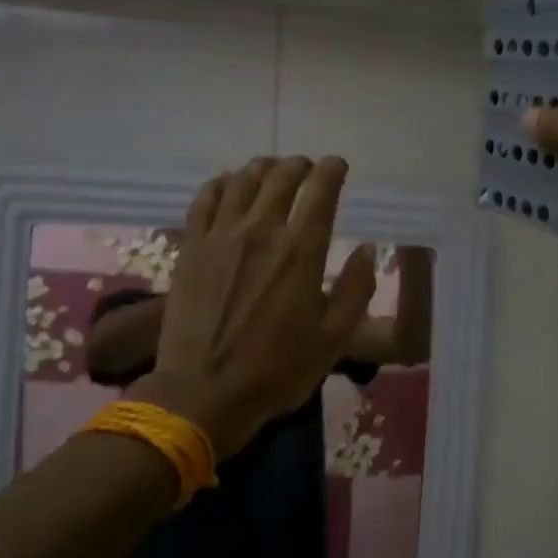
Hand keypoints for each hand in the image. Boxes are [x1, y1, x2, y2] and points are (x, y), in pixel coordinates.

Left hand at [126, 156, 376, 458]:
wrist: (204, 392)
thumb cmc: (277, 370)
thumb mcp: (334, 338)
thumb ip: (356, 289)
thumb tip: (366, 249)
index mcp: (301, 252)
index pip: (321, 191)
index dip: (332, 171)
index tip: (338, 167)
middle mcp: (261, 231)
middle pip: (281, 177)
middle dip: (299, 165)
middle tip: (307, 168)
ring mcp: (220, 236)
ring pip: (242, 180)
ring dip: (262, 168)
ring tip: (271, 170)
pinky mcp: (191, 247)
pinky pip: (205, 199)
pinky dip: (221, 184)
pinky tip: (229, 185)